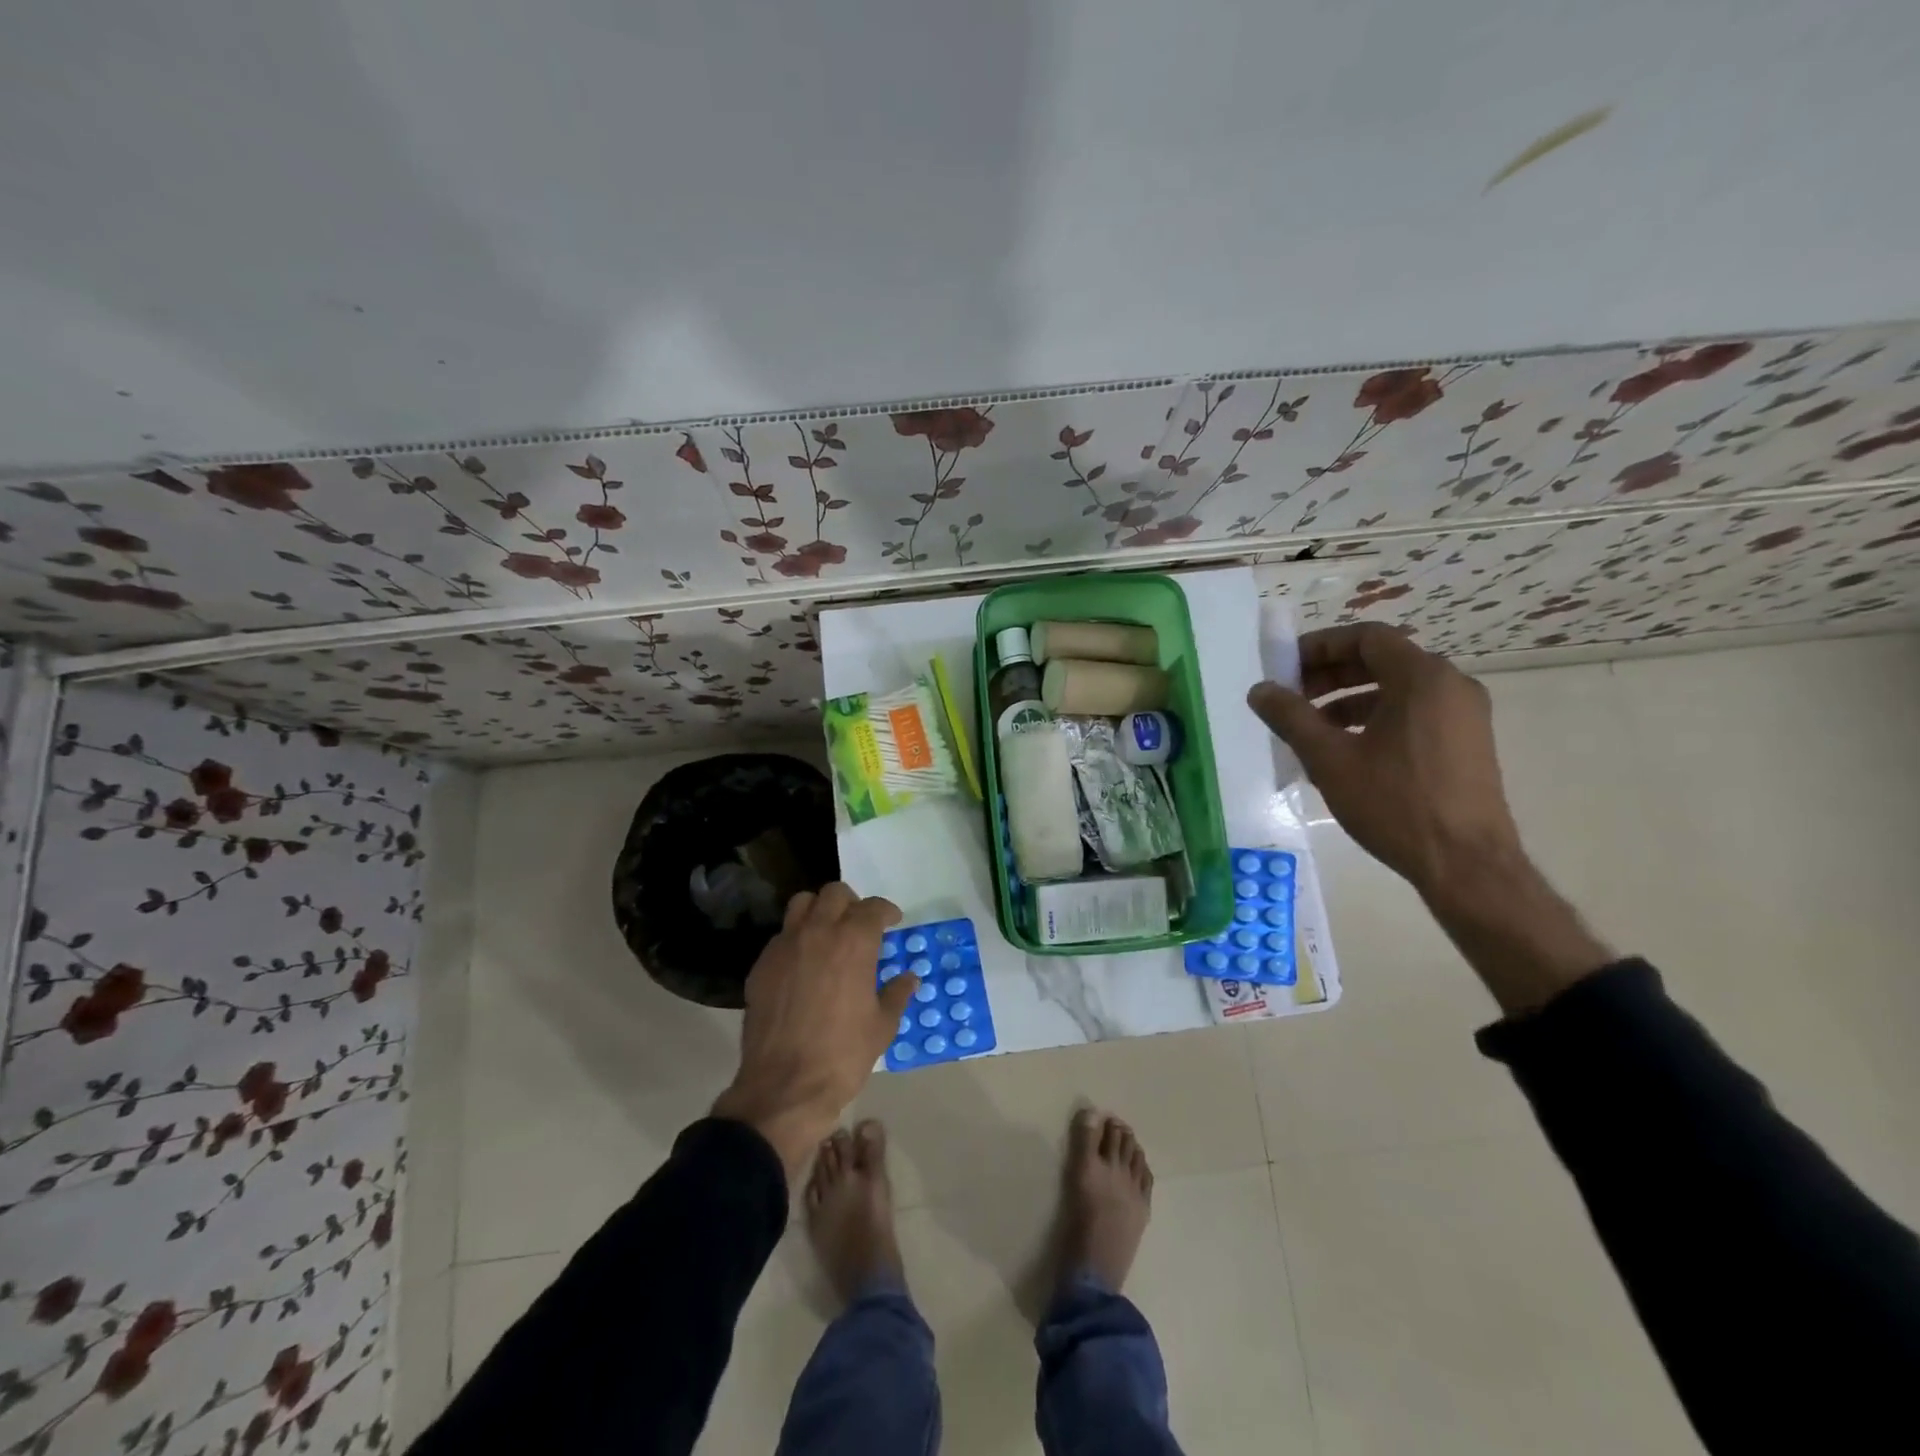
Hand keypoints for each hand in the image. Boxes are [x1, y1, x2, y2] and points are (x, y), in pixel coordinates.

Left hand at [711, 883, 915, 1178]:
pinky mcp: (761, 965)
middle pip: (834, 893)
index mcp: (853, 942)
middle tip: (860, 924)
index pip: (873, 907)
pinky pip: (782, 936)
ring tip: (828, 933)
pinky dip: (796, 938)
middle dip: (852, 903)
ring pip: (802, 903)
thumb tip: (909, 977)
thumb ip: (897, 994)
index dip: (886, 912)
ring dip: (819, 910)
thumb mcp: (882, 1026)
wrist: (785, 1087)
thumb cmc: (843, 1055)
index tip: (892, 922)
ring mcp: (785, 946)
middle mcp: (817, 932)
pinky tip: (804, 964)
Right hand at [1248, 623, 1609, 1013]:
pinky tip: (1344, 752)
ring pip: (1396, 690)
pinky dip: (1374, 720)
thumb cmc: (1395, 803)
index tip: (1285, 666)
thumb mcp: (1329, 758)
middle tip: (1291, 696)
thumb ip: (1290, 717)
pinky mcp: (1467, 743)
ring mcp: (1464, 715)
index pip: (1366, 638)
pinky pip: (1413, 714)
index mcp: (1422, 678)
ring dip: (1348, 700)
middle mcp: (1450, 685)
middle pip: (1382, 661)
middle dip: (1330, 674)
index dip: (1320, 646)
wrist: (1465, 864)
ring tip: (1310, 728)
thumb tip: (1260, 690)